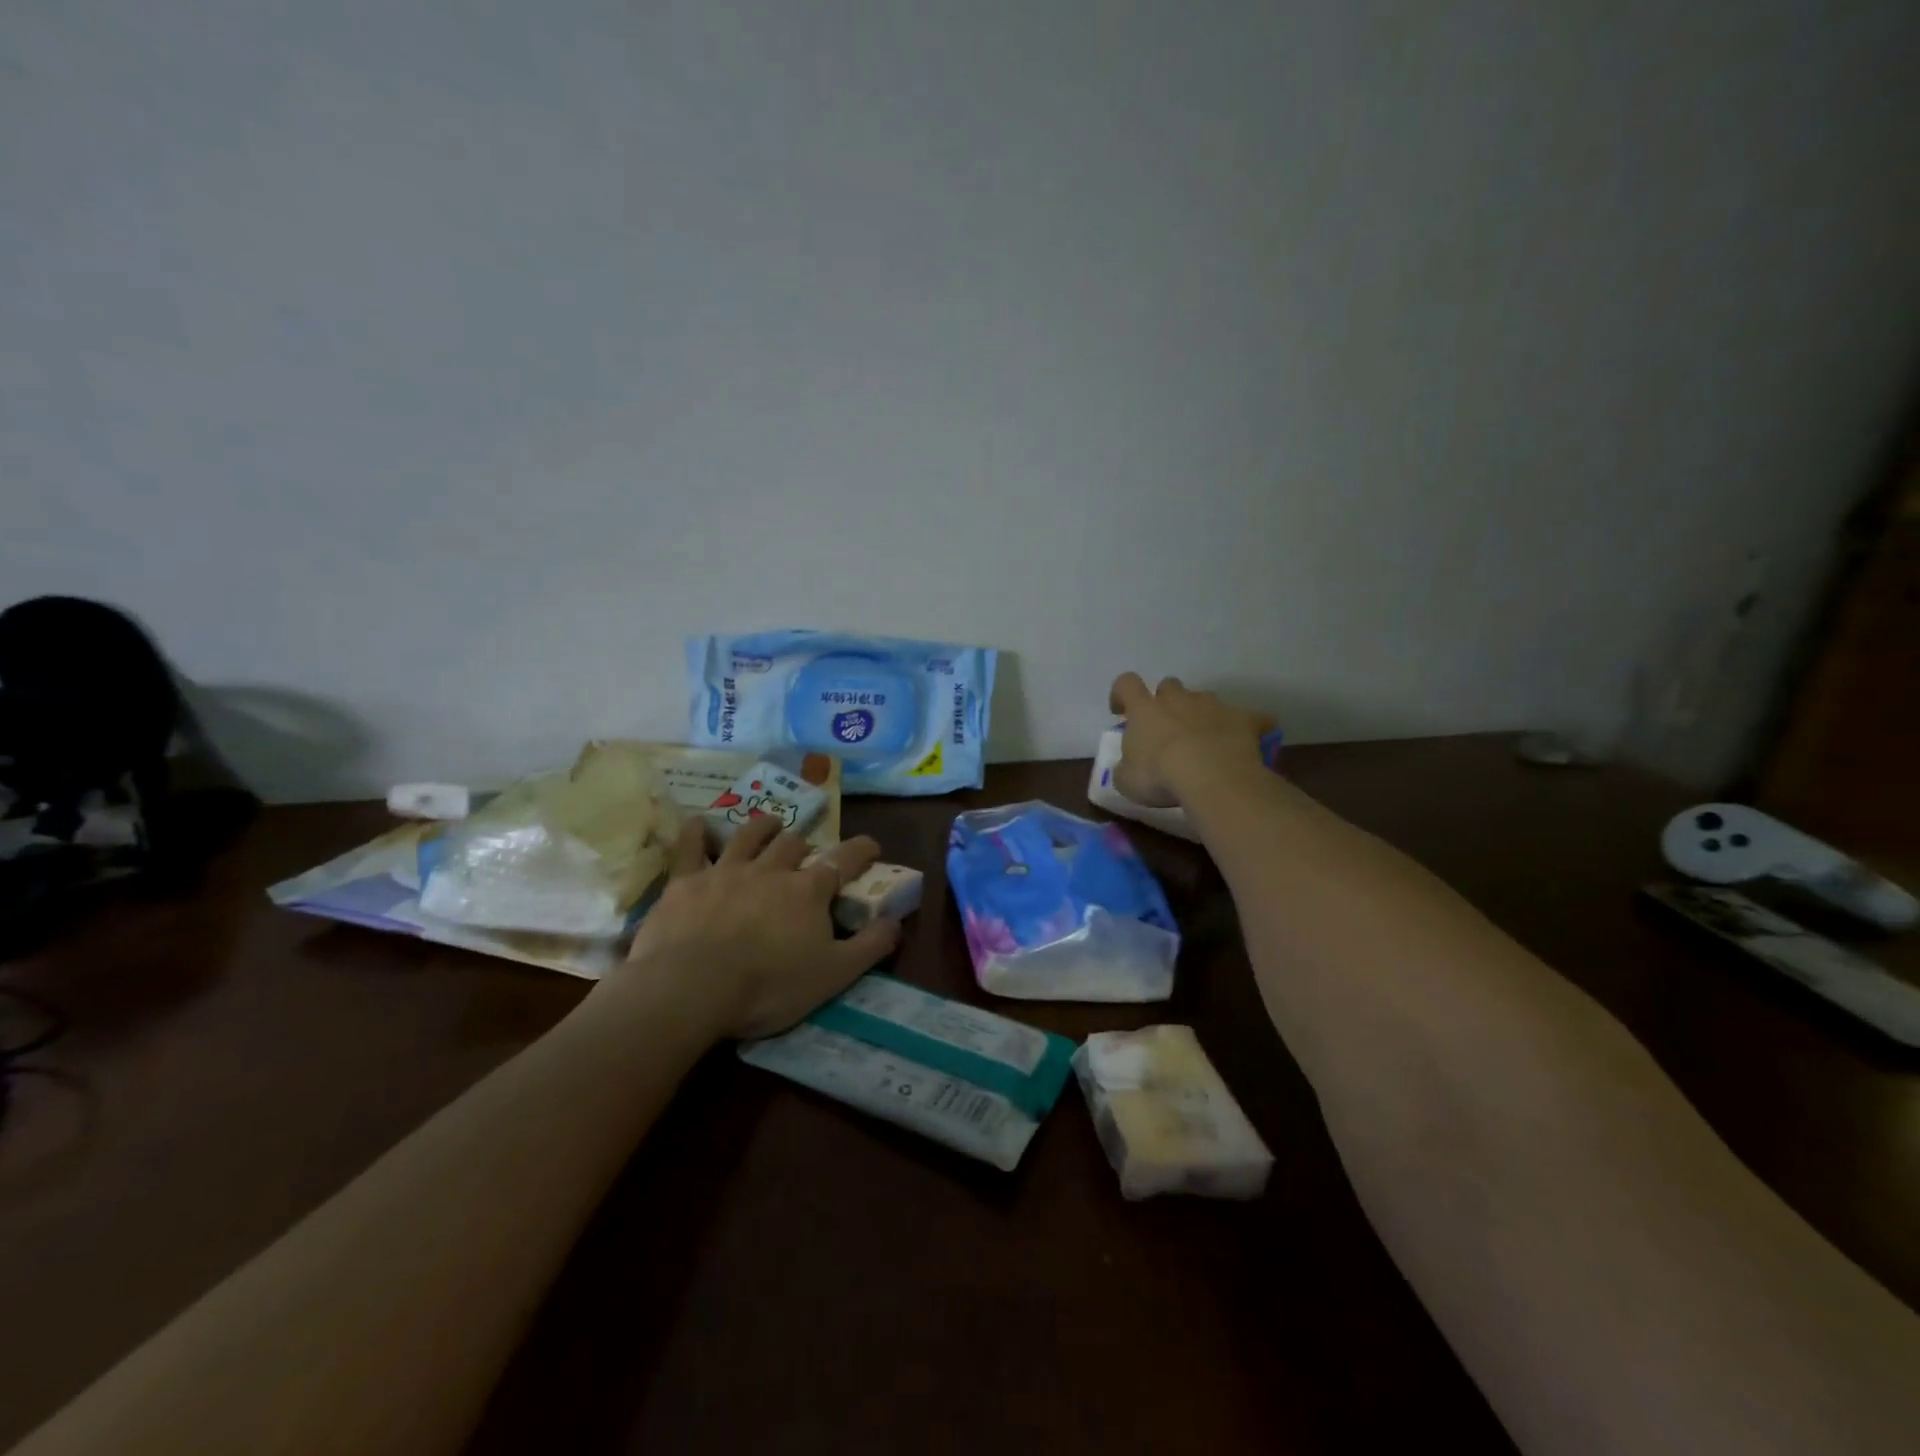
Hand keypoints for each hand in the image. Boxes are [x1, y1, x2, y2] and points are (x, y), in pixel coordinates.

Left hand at [619, 815, 900, 1040]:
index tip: (871, 845)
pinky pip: (691, 848)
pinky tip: (698, 823)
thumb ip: (870, 946)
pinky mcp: (686, 882)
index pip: (844, 860)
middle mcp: (771, 870)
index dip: (861, 850)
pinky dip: (696, 833)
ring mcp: (726, 871)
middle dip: (804, 844)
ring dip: (762, 827)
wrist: (692, 987)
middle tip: (806, 851)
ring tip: (770, 823)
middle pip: (792, 844)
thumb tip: (896, 921)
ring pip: (749, 836)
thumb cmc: (769, 985)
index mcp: (808, 891)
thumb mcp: (834, 974)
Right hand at [1108, 672, 1274, 807]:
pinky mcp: (1245, 719)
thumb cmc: (1159, 776)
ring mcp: (1213, 706)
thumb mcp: (1126, 780)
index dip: (1122, 694)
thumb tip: (1129, 768)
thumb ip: (1126, 768)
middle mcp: (1178, 699)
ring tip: (1205, 740)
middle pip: (1169, 685)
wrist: (1211, 777)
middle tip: (1167, 727)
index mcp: (1144, 710)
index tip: (1121, 711)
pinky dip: (1248, 727)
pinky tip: (1249, 743)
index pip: (1126, 684)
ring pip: (1206, 698)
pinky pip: (1250, 718)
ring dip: (1202, 714)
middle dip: (1167, 701)